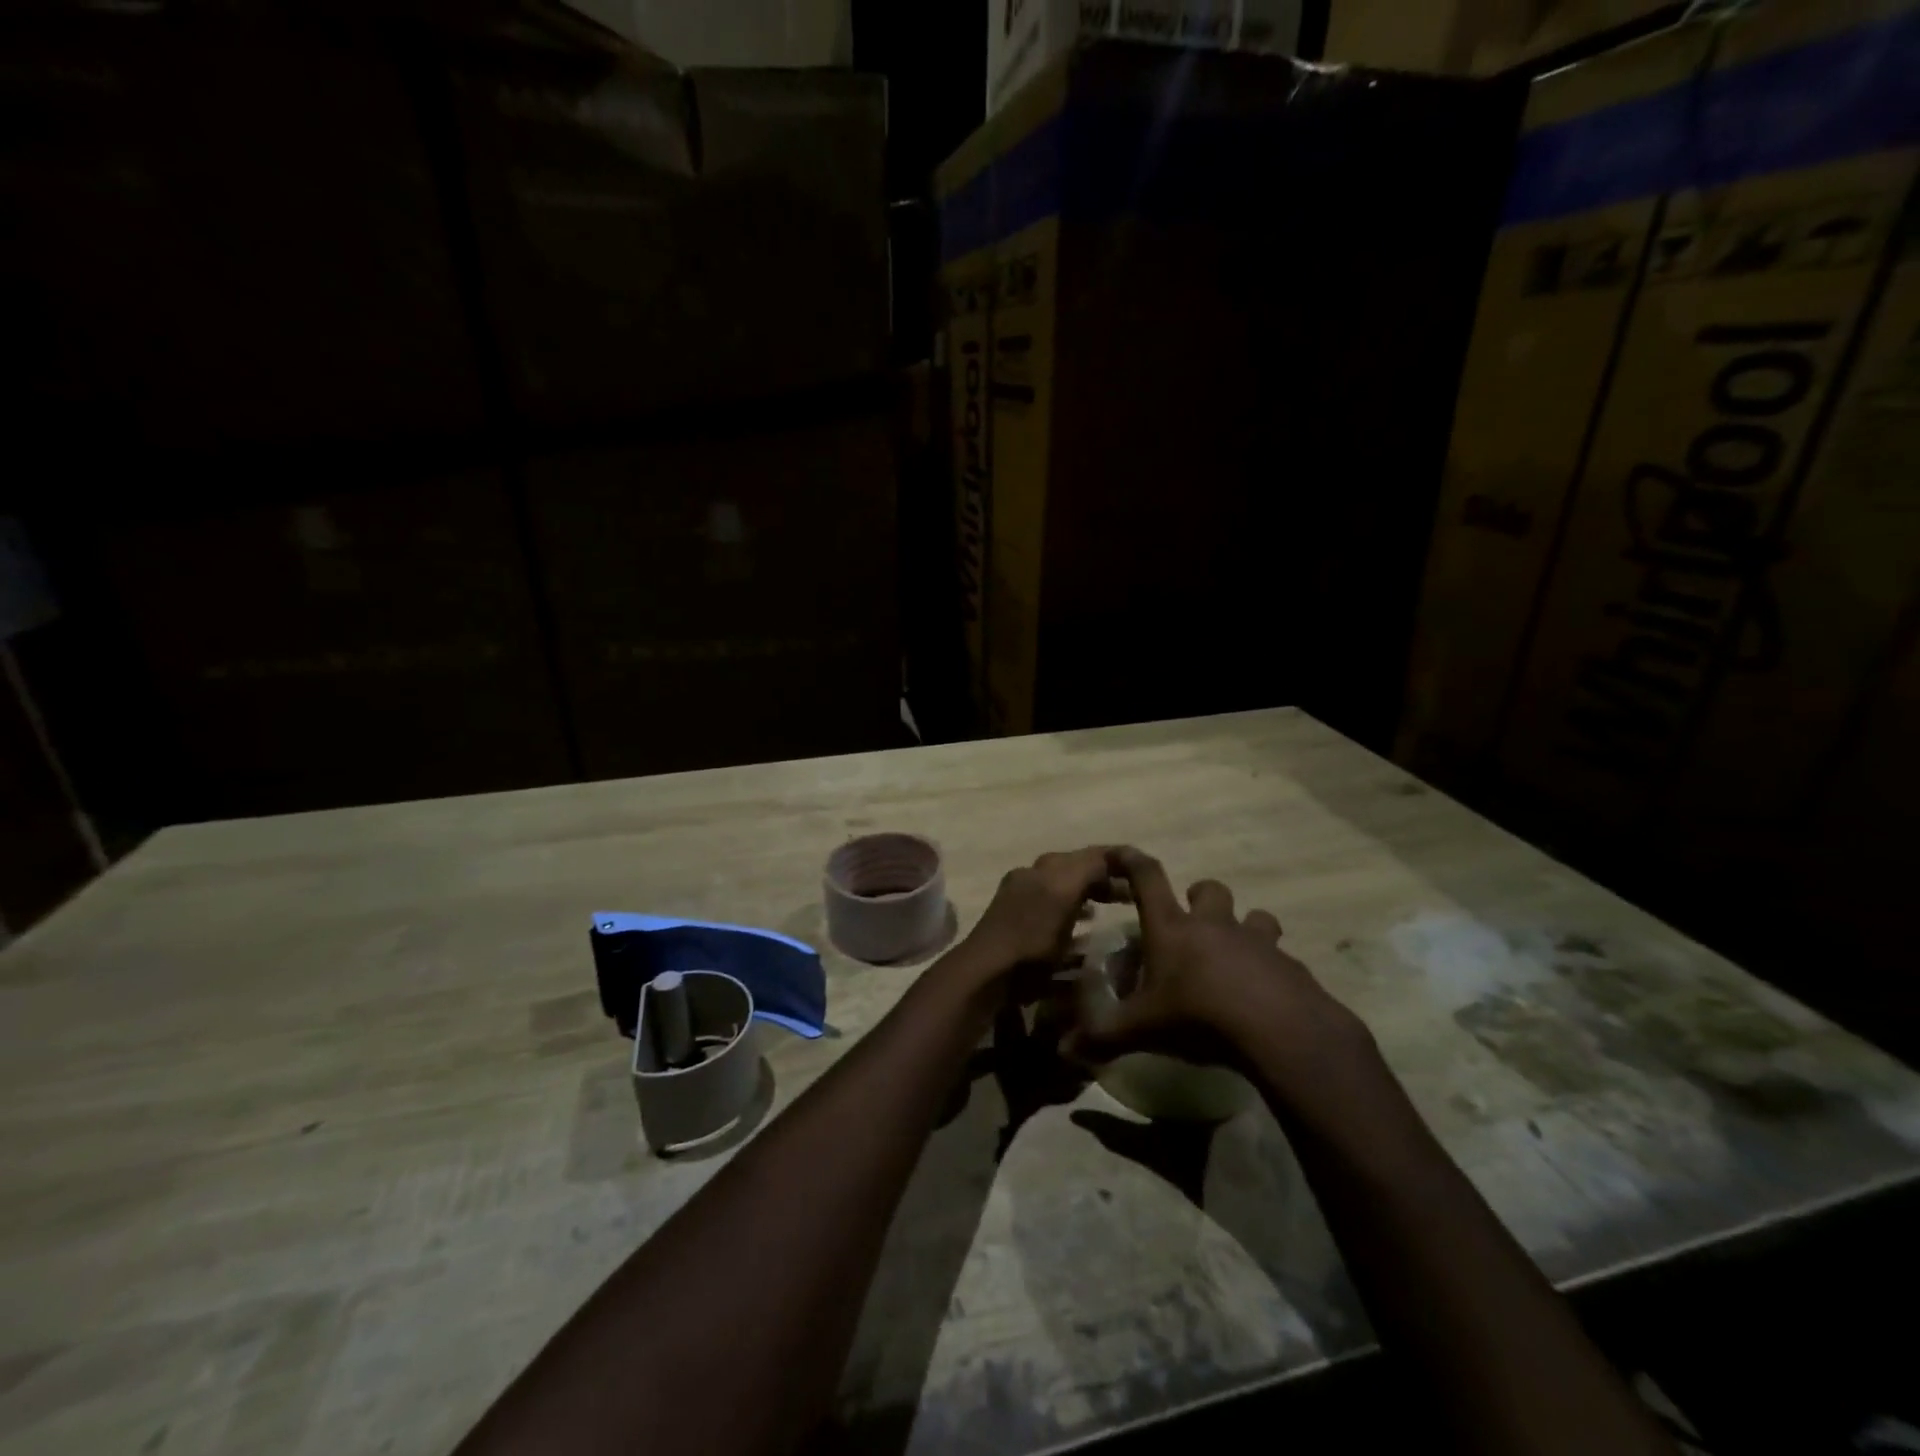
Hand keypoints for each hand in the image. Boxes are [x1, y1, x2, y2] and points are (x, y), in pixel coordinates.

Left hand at [961, 846, 1122, 973]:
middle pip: (1076, 869)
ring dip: (1088, 892)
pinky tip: (1083, 924)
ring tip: (1112, 906)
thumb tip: (1113, 857)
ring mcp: (1021, 899)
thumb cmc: (1031, 938)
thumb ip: (1088, 870)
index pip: (1091, 854)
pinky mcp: (1016, 922)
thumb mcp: (1064, 895)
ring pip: (1064, 887)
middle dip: (1104, 877)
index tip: (1143, 872)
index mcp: (1046, 868)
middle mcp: (1032, 876)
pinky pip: (1052, 906)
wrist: (988, 973)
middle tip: (1131, 894)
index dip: (1118, 859)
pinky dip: (1071, 908)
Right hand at [1069, 847, 1347, 1063]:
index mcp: (1171, 928)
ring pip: (1255, 916)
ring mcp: (1255, 941)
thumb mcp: (1141, 1030)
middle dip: (1199, 896)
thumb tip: (1064, 1050)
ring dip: (1245, 927)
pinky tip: (1265, 996)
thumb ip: (1102, 1037)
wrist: (1278, 1030)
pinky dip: (1271, 968)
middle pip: (1209, 889)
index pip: (1147, 878)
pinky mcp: (1288, 965)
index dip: (1131, 861)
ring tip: (1236, 954)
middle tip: (1192, 920)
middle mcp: (1213, 924)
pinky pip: (1279, 956)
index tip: (1121, 852)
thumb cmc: (1198, 1016)